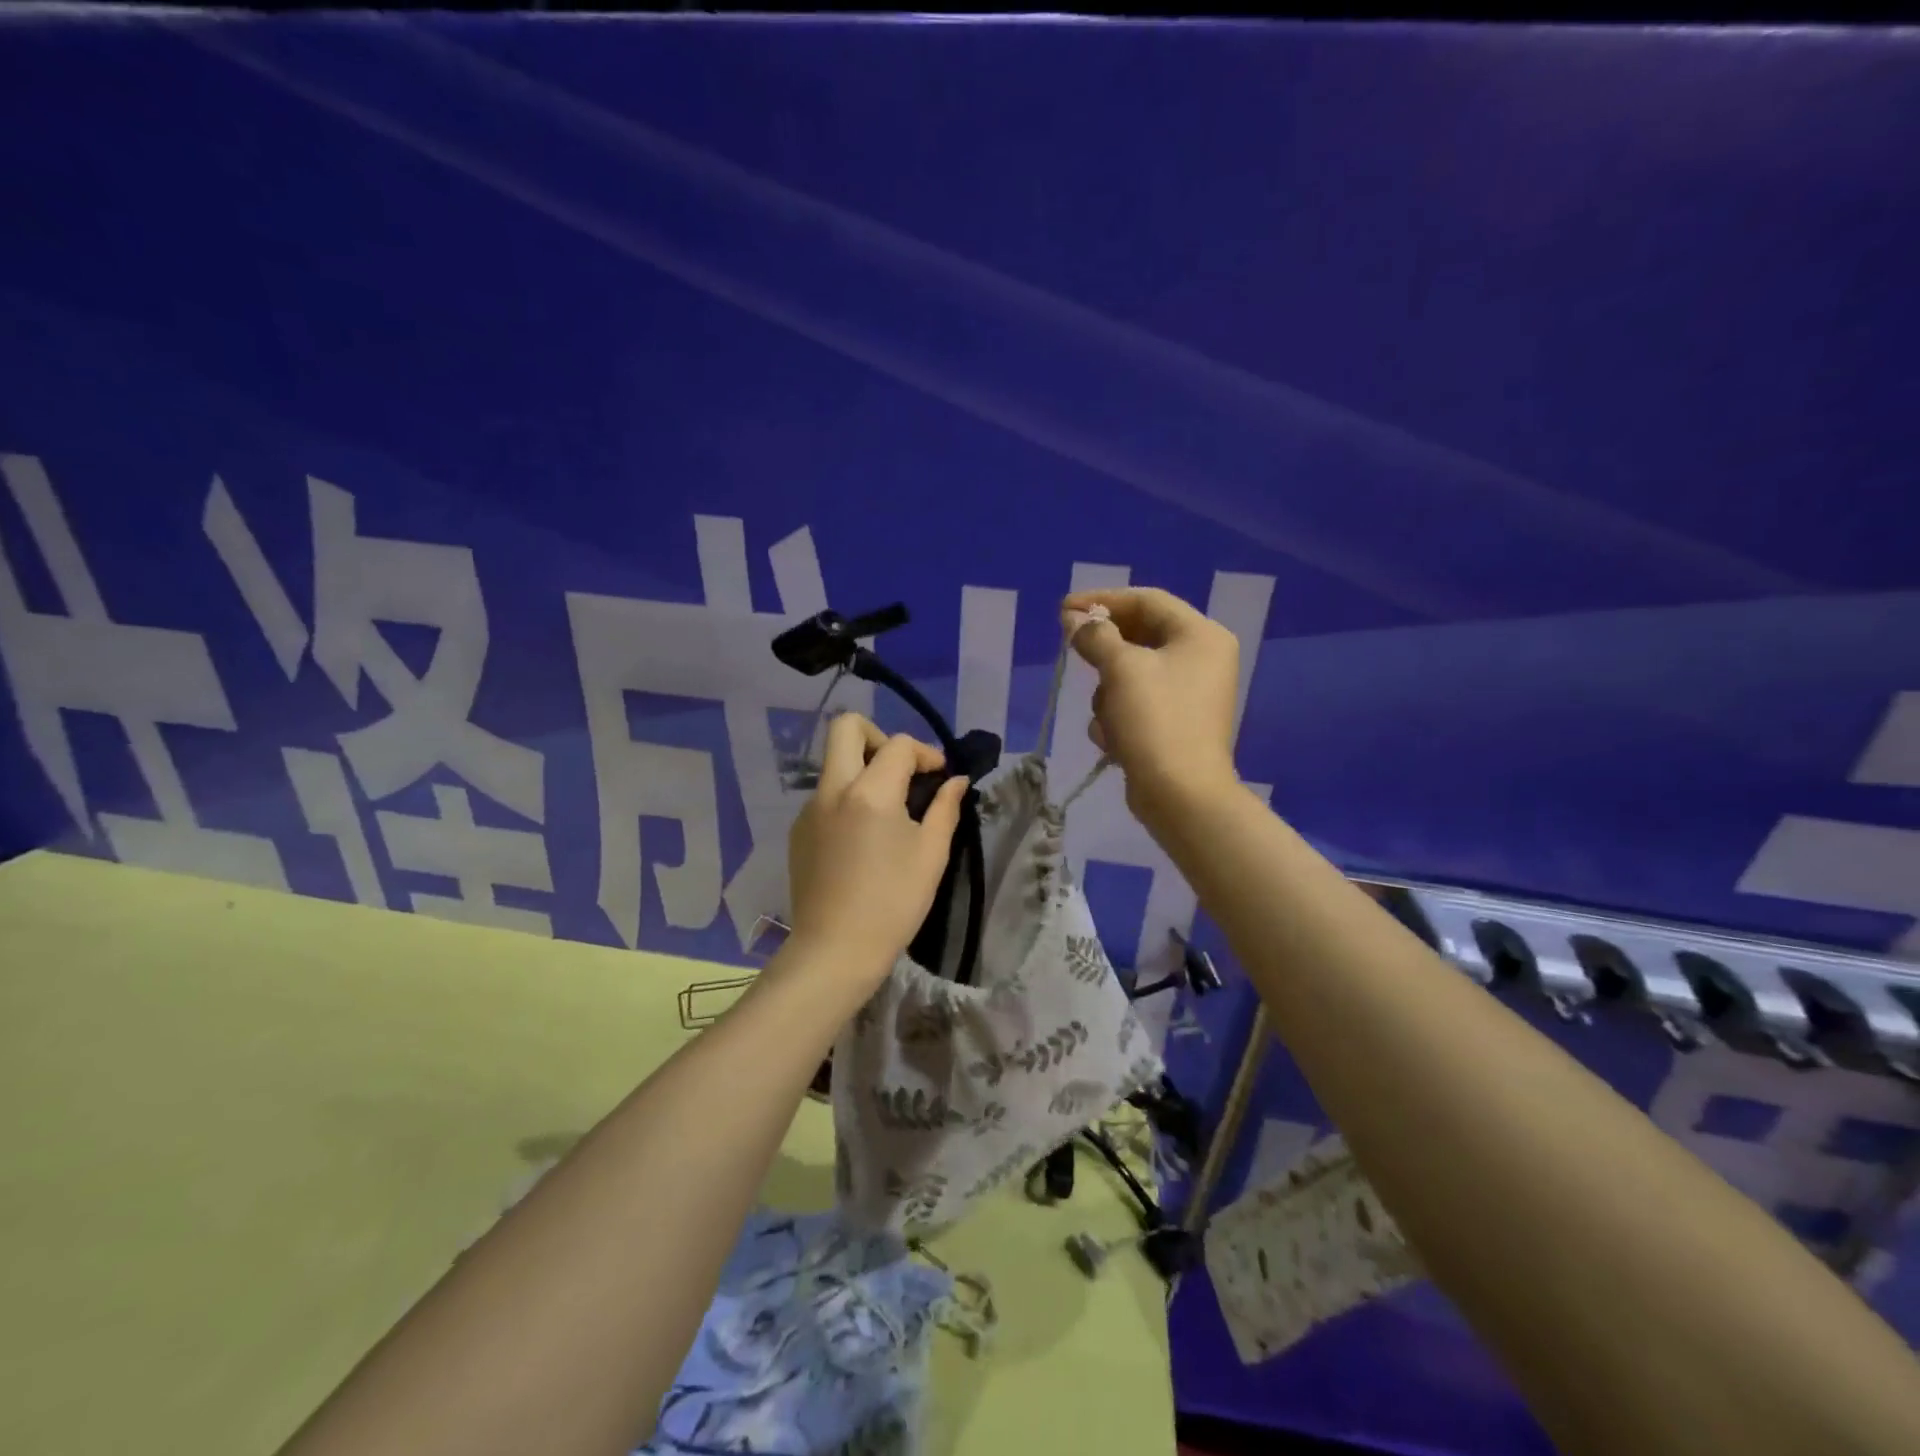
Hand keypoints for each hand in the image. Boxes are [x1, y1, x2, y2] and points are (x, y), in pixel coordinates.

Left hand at [785, 713, 968, 989]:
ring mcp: (810, 809)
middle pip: (846, 727)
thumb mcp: (931, 854)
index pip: (899, 744)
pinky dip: (848, 798)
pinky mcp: (798, 831)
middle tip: (900, 770)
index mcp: (870, 792)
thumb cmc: (893, 903)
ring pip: (834, 763)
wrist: (835, 950)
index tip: (939, 776)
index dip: (926, 753)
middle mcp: (833, 789)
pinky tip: (863, 838)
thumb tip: (955, 781)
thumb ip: (945, 808)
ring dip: (863, 769)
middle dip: (878, 736)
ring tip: (888, 810)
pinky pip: (825, 795)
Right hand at [1063, 587, 1241, 820]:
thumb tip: (1072, 618)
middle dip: (1104, 651)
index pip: (1147, 600)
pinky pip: (1137, 703)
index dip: (1102, 600)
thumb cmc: (1156, 720)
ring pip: (1132, 673)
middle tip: (1071, 650)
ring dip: (1108, 692)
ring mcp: (1189, 694)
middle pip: (1140, 636)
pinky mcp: (1175, 724)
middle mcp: (1201, 659)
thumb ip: (1095, 635)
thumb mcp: (1121, 669)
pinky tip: (1113, 738)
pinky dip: (1119, 717)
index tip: (1064, 609)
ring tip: (1106, 715)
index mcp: (1201, 635)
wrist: (1180, 795)